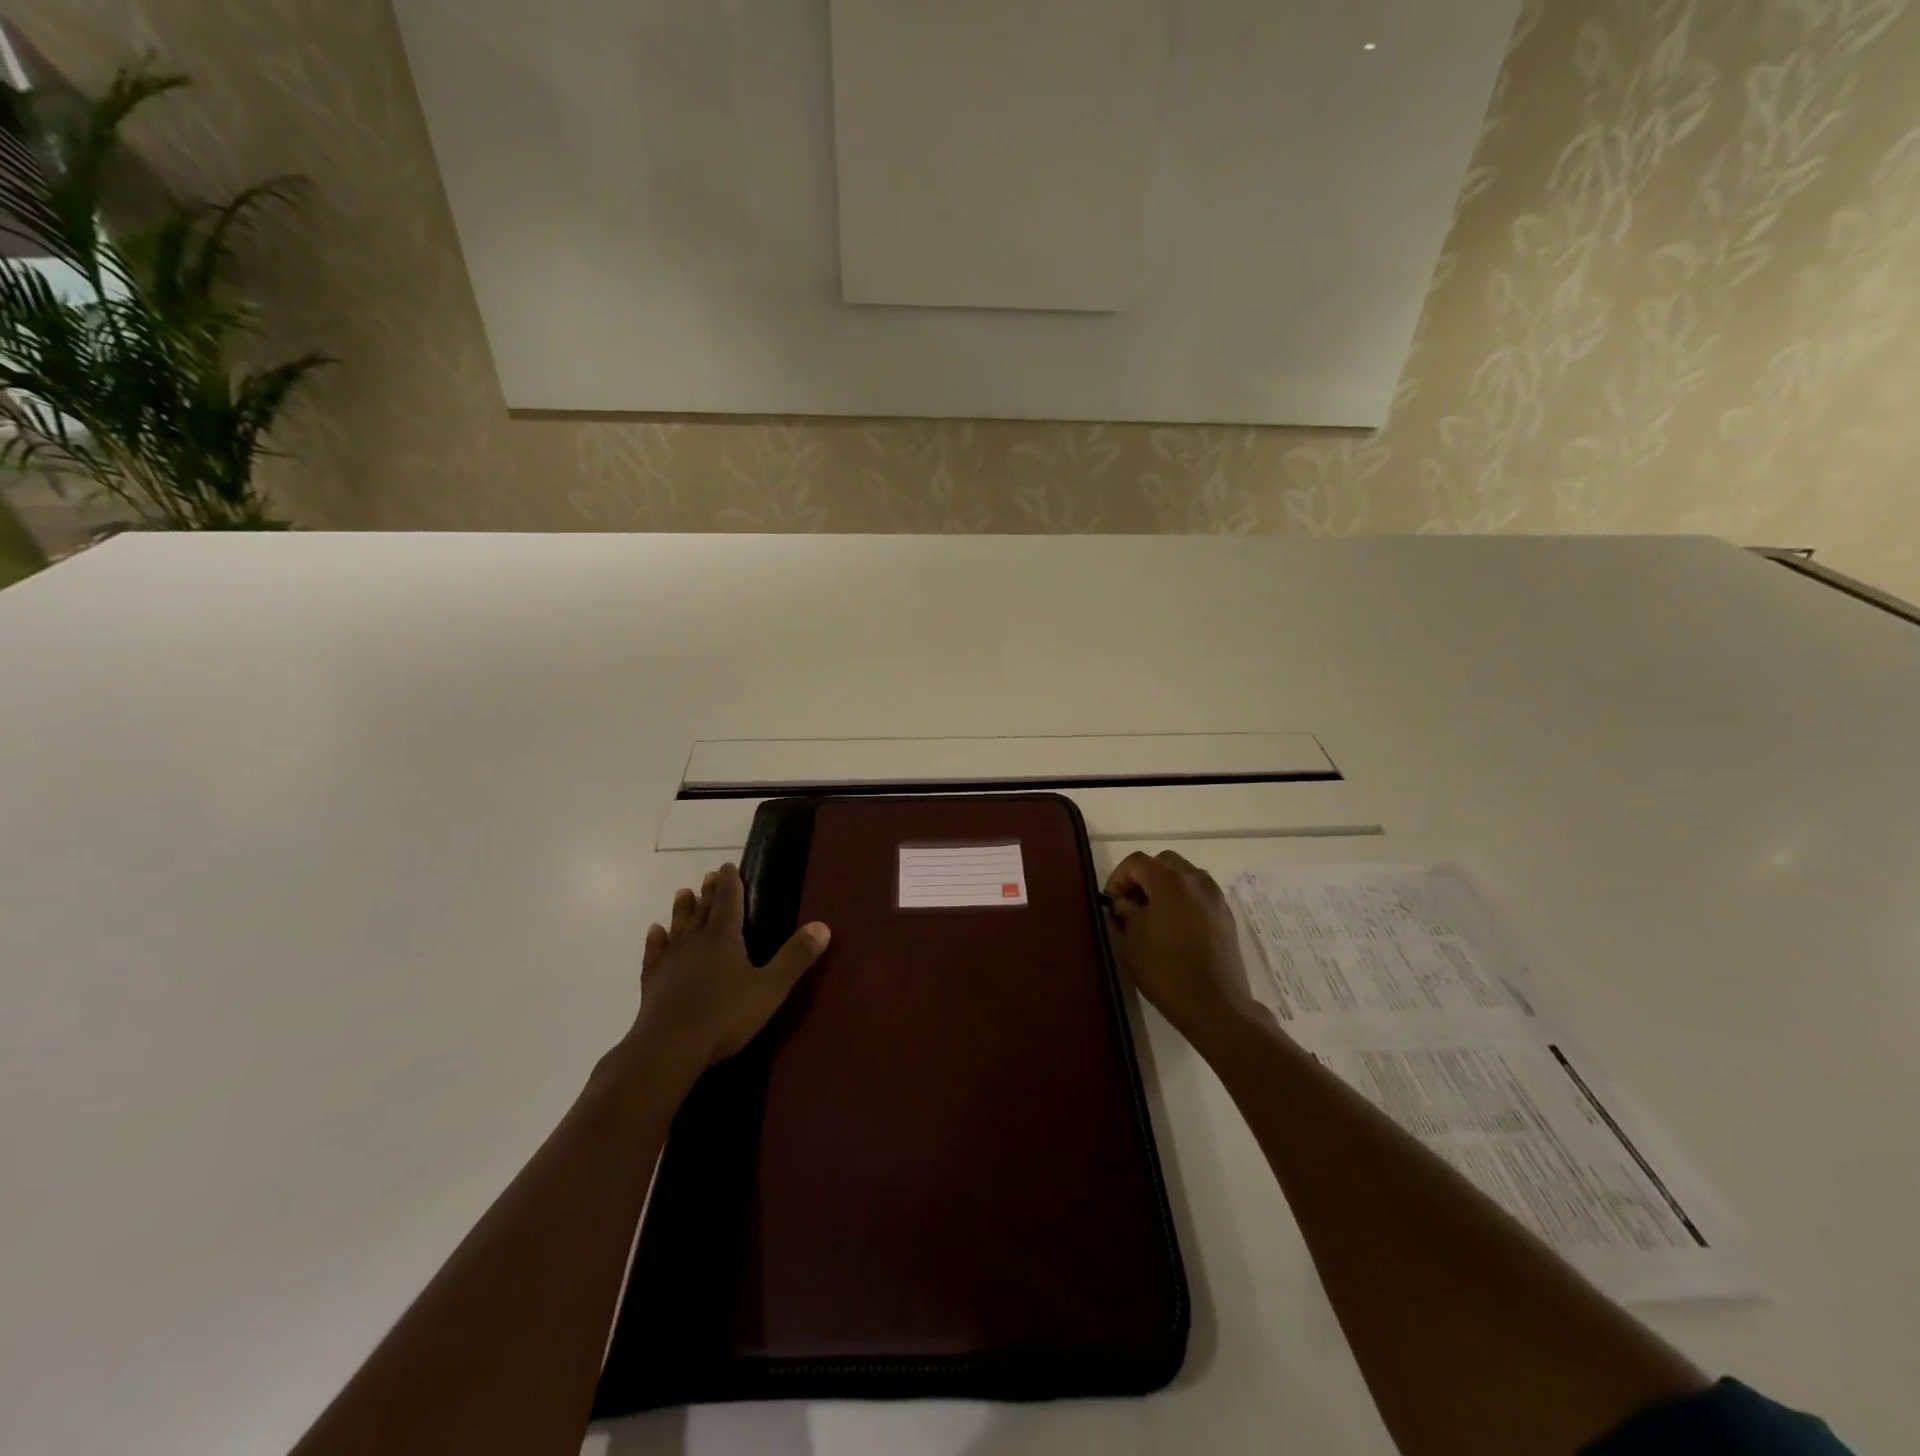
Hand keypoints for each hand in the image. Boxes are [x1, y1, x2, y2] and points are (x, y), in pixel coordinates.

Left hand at [622, 862, 830, 1085]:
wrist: (668, 1049)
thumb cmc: (724, 1017)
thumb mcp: (770, 988)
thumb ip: (795, 957)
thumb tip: (822, 925)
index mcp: (724, 938)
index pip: (729, 902)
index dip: (730, 883)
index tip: (728, 865)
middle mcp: (695, 942)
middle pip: (704, 911)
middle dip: (709, 892)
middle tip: (710, 875)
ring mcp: (671, 961)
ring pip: (678, 927)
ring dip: (682, 910)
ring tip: (683, 893)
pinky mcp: (652, 982)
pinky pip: (655, 953)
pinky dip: (655, 941)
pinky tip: (654, 933)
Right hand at [1105, 850, 1260, 1043]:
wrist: (1215, 1004)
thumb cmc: (1166, 971)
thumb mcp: (1132, 941)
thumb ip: (1126, 913)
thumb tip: (1126, 903)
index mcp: (1170, 882)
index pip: (1136, 861)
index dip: (1118, 877)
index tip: (1113, 903)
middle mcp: (1196, 880)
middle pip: (1163, 862)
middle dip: (1143, 877)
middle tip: (1132, 904)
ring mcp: (1215, 896)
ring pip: (1184, 874)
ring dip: (1165, 885)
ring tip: (1154, 915)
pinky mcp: (1226, 914)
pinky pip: (1199, 892)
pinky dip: (1184, 898)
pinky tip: (1176, 926)